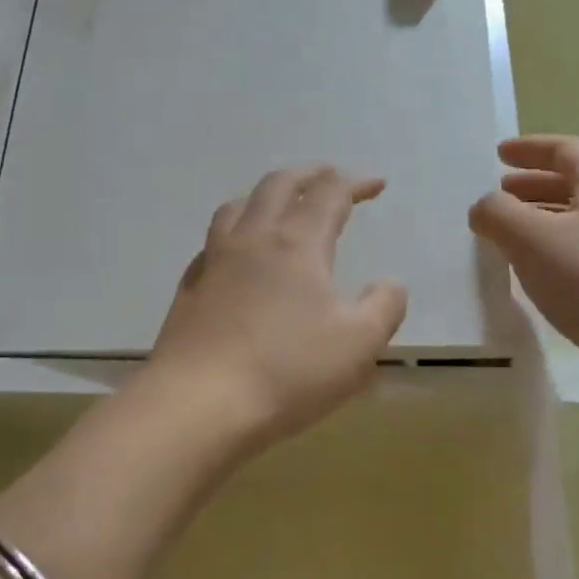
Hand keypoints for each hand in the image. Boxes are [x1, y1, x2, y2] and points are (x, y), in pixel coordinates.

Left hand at [145, 164, 407, 456]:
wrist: (198, 404)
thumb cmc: (287, 372)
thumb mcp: (358, 345)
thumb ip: (383, 307)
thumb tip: (389, 284)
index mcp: (297, 244)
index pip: (330, 194)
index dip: (356, 183)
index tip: (376, 185)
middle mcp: (252, 239)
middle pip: (279, 185)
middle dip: (309, 174)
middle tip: (328, 175)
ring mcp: (213, 261)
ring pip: (237, 206)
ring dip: (265, 194)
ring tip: (279, 203)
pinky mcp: (189, 289)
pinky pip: (213, 241)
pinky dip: (234, 231)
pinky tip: (237, 254)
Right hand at [469, 135, 578, 413]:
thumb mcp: (530, 238)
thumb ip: (497, 214)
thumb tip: (484, 207)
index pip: (564, 150)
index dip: (529, 149)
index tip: (498, 154)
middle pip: (573, 183)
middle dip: (531, 185)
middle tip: (497, 194)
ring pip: (577, 219)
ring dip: (540, 219)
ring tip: (506, 234)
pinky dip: (553, 250)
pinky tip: (533, 271)